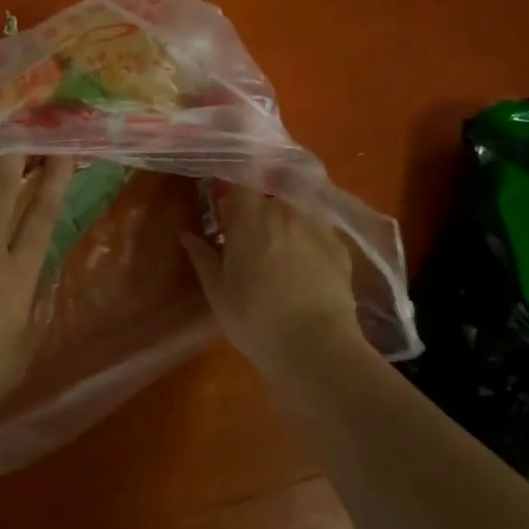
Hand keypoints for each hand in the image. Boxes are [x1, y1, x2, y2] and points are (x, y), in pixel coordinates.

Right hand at [181, 188, 361, 372]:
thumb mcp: (218, 292)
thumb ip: (203, 257)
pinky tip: (306, 266)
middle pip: (269, 196)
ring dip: (285, 223)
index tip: (226, 207)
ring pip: (296, 212)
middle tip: (250, 237)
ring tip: (280, 251)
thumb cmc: (254, 319)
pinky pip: (318, 232)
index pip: (240, 182)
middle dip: (259, 210)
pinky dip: (309, 241)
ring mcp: (317, 227)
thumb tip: (188, 235)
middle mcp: (285, 211)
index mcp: (249, 218)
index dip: (233, 191)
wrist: (316, 346)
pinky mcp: (340, 247)